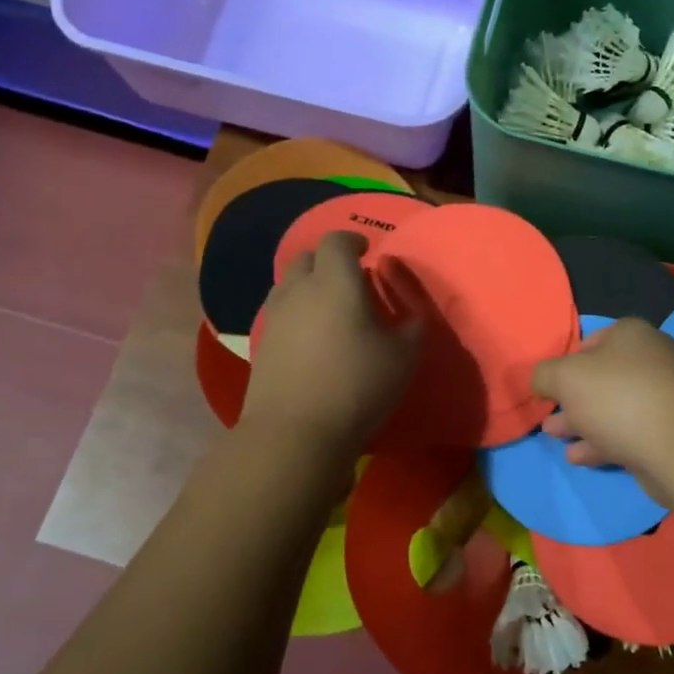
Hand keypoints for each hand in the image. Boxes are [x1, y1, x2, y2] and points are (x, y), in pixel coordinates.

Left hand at [241, 231, 420, 455]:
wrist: (295, 432)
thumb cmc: (357, 385)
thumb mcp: (404, 357)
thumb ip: (412, 325)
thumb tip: (411, 312)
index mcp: (334, 281)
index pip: (336, 241)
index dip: (353, 241)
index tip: (368, 252)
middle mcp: (299, 289)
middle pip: (308, 258)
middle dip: (329, 261)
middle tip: (351, 281)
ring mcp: (274, 317)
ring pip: (290, 285)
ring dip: (310, 286)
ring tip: (331, 310)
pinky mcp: (261, 344)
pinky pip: (281, 313)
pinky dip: (297, 313)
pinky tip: (313, 339)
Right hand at [532, 318, 673, 501]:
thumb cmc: (618, 398)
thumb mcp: (565, 378)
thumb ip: (544, 375)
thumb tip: (540, 380)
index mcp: (630, 334)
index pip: (591, 341)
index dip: (566, 361)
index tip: (550, 385)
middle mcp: (651, 360)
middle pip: (601, 377)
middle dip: (572, 397)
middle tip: (548, 416)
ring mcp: (664, 398)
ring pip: (612, 408)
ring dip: (582, 422)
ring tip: (555, 437)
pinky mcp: (669, 433)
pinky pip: (627, 433)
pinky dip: (601, 442)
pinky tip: (578, 456)